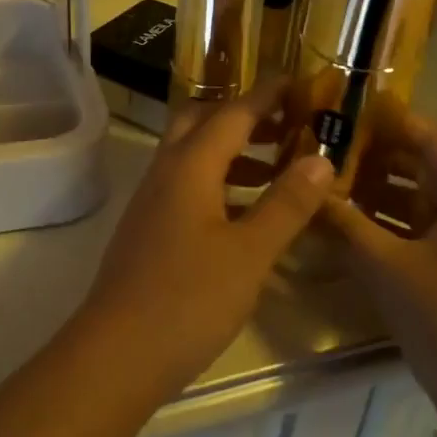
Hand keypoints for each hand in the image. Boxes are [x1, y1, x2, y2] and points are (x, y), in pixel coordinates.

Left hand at [71, 82, 334, 400]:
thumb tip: (320, 158)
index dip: (266, 95)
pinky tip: (245, 214)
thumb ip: (286, 204)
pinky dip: (219, 184)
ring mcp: (151, 203)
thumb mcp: (249, 253)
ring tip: (278, 167)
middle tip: (285, 123)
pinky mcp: (148, 231)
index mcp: (189, 166)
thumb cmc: (187, 299)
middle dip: (242, 116)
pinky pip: (186, 187)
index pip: (232, 113)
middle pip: (200, 123)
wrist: (116, 355)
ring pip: (192, 157)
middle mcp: (165, 173)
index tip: (298, 81)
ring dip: (232, 151)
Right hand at [324, 107, 436, 436]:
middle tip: (327, 149)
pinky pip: (431, 230)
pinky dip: (397, 223)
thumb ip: (344, 224)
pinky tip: (357, 227)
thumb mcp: (387, 269)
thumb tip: (306, 191)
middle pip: (429, 166)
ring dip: (384, 192)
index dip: (388, 120)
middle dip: (378, 157)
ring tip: (333, 183)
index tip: (343, 110)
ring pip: (428, 200)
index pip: (430, 137)